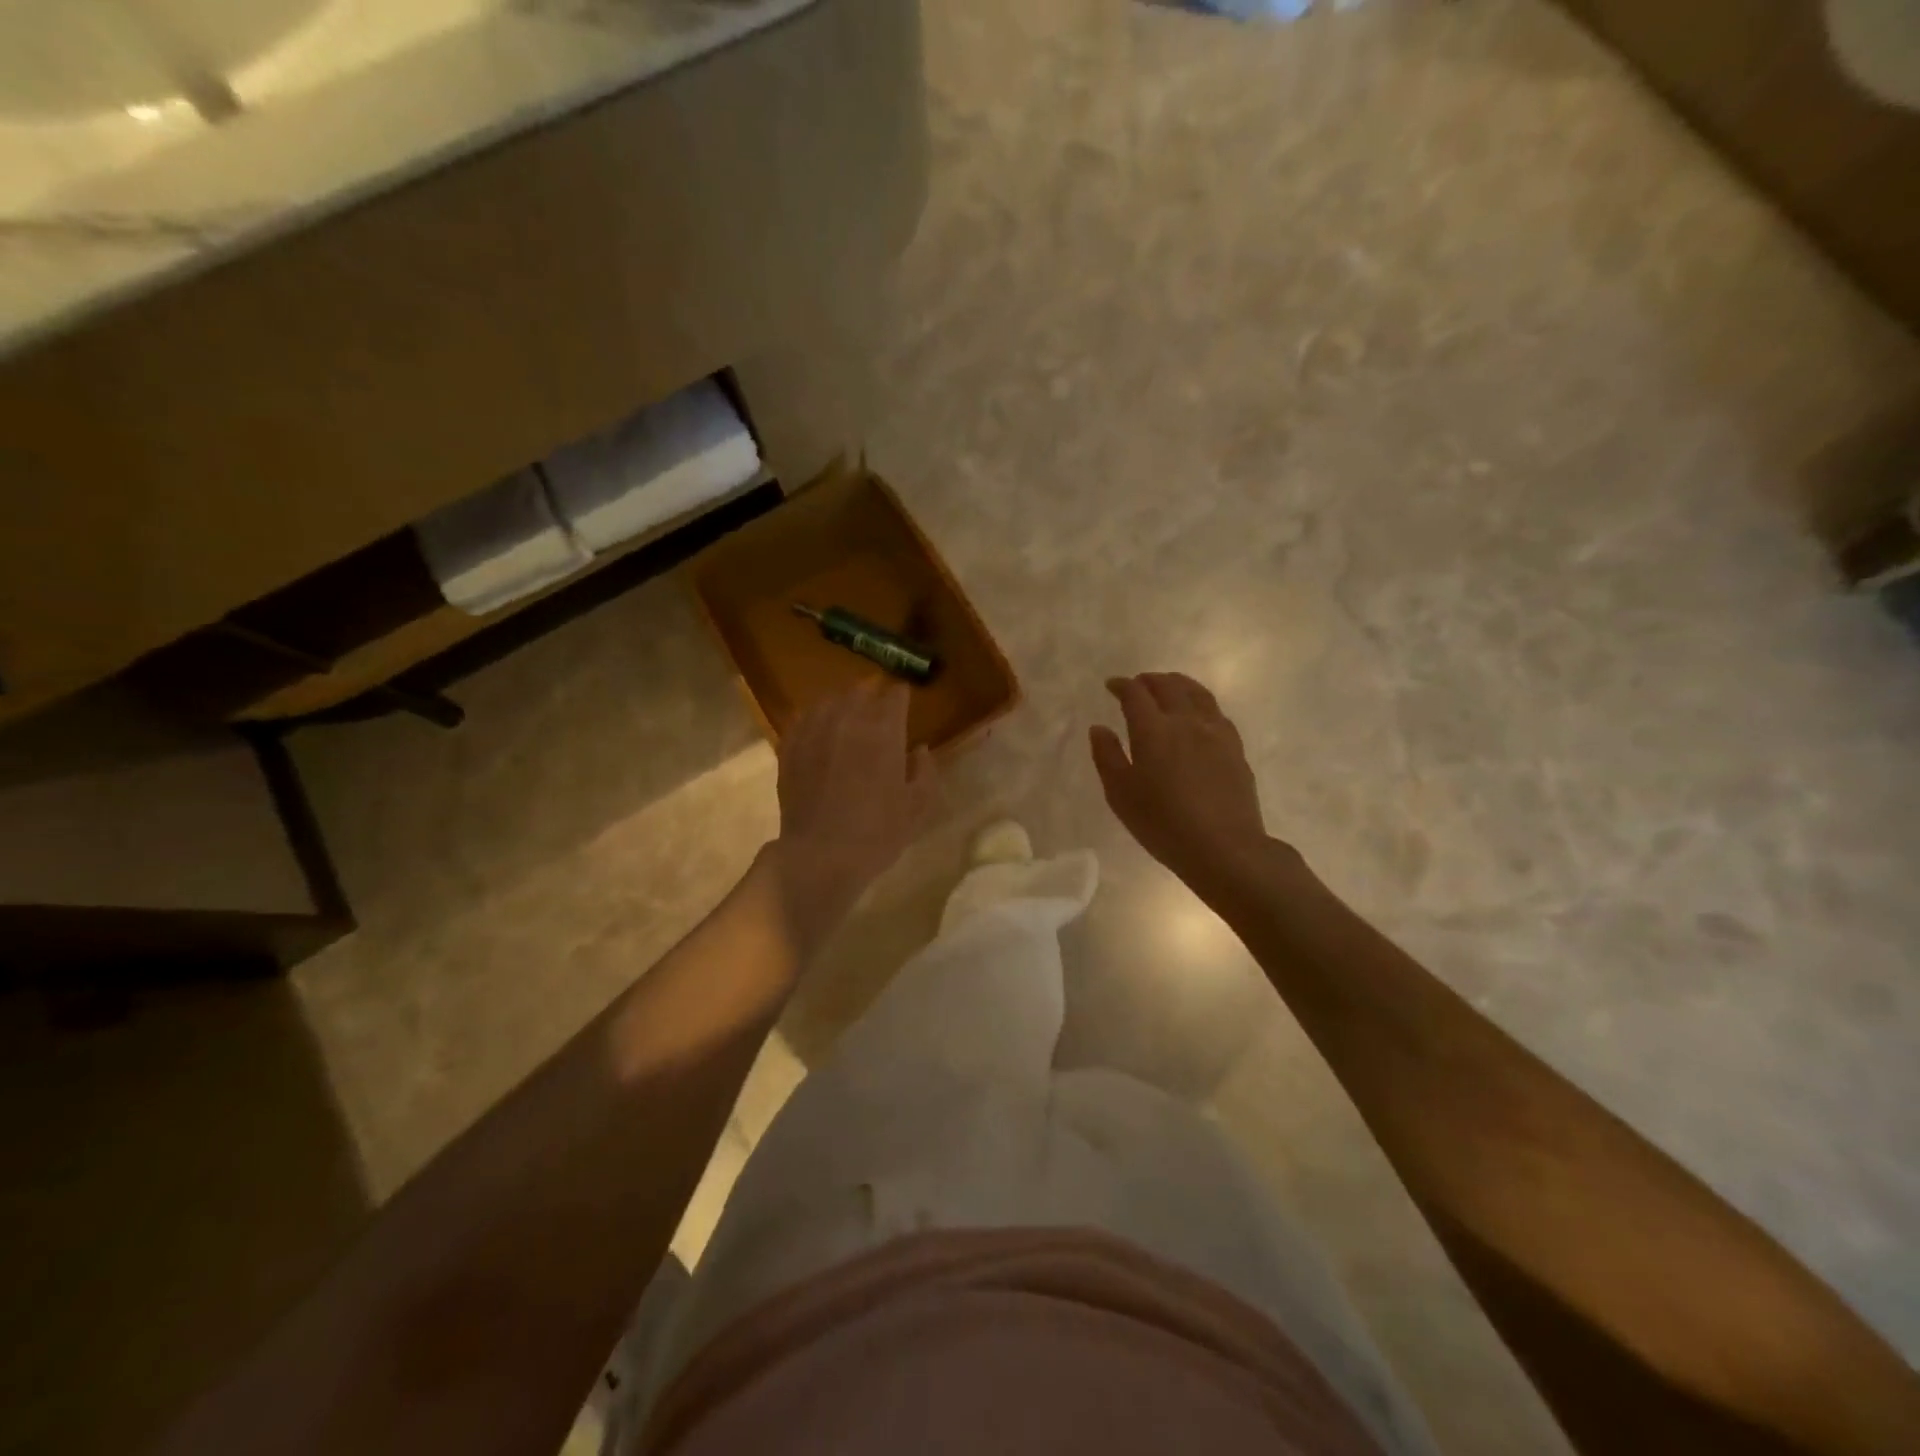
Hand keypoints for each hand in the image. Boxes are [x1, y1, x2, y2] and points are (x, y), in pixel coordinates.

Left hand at [773, 682, 938, 949]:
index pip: (896, 695)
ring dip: (843, 702)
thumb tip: (919, 750)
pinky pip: (803, 718)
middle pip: (861, 689)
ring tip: (848, 713)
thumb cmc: (878, 833)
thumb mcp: (918, 808)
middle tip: (878, 703)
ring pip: (830, 699)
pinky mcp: (790, 746)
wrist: (821, 856)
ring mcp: (814, 731)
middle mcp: (848, 720)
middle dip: (873, 692)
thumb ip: (925, 772)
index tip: (905, 701)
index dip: (902, 696)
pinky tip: (819, 730)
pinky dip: (815, 718)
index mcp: (884, 731)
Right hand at [1090, 673, 1272, 891]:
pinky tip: (1198, 713)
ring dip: (1178, 684)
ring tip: (1168, 686)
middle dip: (1149, 680)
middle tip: (1137, 684)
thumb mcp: (1121, 795)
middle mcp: (1186, 721)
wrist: (1224, 847)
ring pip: (1197, 693)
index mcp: (1154, 730)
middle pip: (1168, 686)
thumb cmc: (1163, 824)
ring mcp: (1215, 732)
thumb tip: (1099, 728)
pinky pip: (1215, 712)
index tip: (1111, 686)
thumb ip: (1107, 756)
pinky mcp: (1235, 747)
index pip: (1135, 694)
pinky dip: (1200, 702)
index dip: (1121, 685)